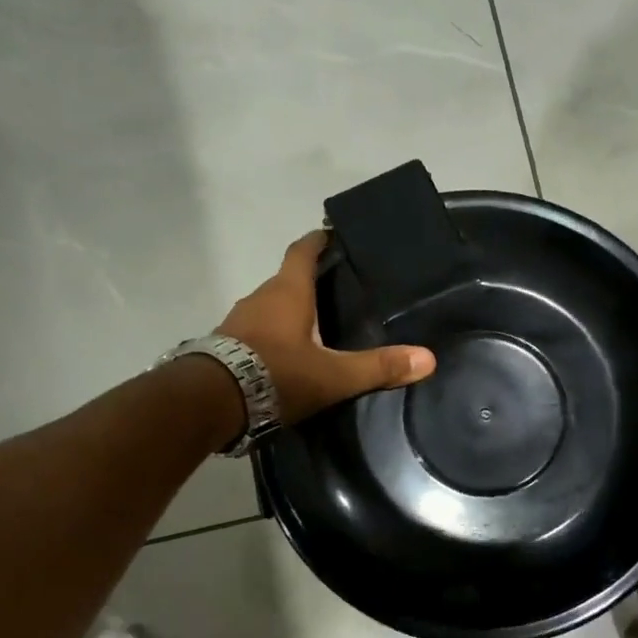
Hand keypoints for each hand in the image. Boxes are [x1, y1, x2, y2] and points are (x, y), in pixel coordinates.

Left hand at [219, 231, 434, 423]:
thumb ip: (377, 367)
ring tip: (315, 323)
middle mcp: (260, 297)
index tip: (332, 235)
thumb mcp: (332, 376)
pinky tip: (285, 352)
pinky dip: (271, 333)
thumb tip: (428, 358)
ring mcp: (238, 320)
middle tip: (338, 289)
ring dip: (289, 310)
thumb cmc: (276, 375)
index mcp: (288, 292)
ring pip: (269, 306)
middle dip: (309, 280)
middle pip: (287, 279)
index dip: (319, 241)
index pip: (303, 251)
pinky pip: (254, 329)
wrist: (209, 402)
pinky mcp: (225, 344)